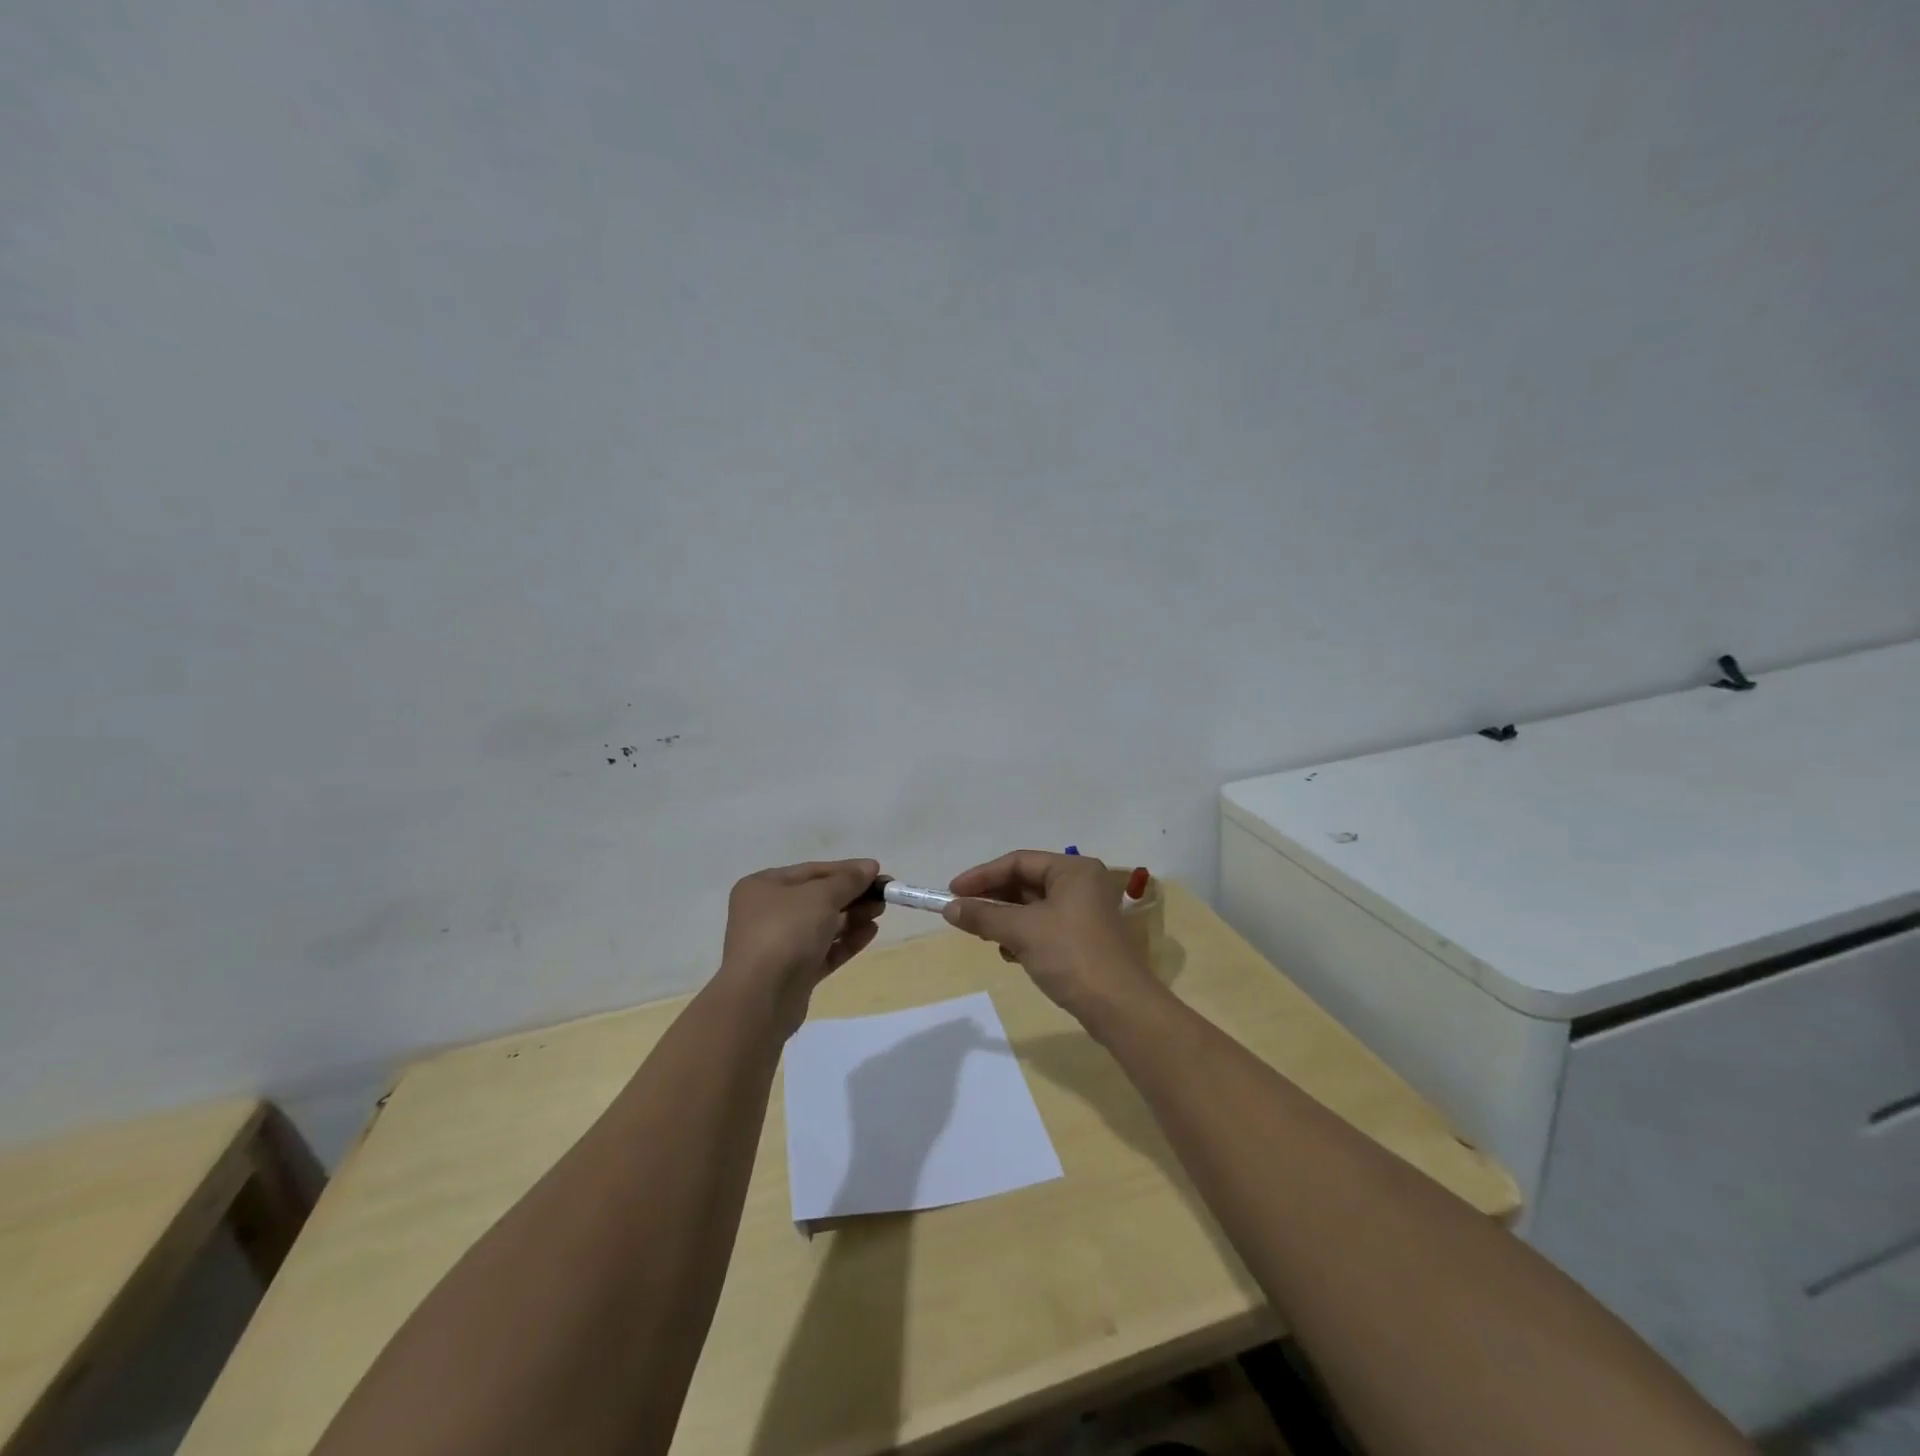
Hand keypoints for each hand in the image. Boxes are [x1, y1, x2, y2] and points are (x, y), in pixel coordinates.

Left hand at [718, 859, 882, 1033]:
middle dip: (852, 895)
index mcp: (764, 886)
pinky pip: (824, 951)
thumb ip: (848, 880)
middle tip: (884, 895)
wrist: (761, 997)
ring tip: (880, 912)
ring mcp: (779, 945)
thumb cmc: (786, 931)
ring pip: (822, 926)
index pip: (812, 871)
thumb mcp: (820, 896)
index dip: (846, 870)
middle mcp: (767, 913)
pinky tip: (871, 933)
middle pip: (818, 898)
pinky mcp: (793, 973)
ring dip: (852, 917)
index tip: (878, 872)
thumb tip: (870, 866)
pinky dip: (846, 941)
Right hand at [942, 850, 1158, 1028]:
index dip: (982, 876)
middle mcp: (1081, 884)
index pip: (1018, 862)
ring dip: (1005, 920)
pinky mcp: (1082, 938)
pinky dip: (1022, 936)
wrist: (1119, 1007)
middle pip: (1025, 882)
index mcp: (1073, 870)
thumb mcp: (1021, 931)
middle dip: (993, 899)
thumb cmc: (1070, 955)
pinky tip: (1010, 953)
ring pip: (1032, 907)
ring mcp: (1084, 912)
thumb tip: (949, 909)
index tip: (952, 892)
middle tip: (962, 913)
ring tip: (985, 935)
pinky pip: (1043, 926)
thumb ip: (983, 916)